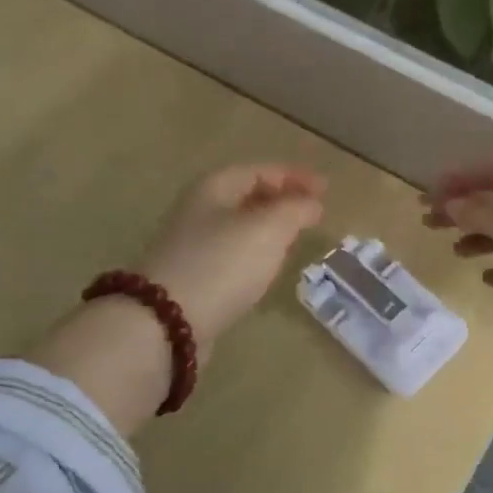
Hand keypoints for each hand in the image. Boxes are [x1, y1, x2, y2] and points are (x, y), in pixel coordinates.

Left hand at [134, 164, 327, 347]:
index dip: (295, 176)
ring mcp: (192, 245)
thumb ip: (296, 209)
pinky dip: (255, 253)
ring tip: (296, 237)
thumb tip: (312, 203)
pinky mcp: (192, 277)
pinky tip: (267, 267)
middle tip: (312, 212)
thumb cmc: (222, 263)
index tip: (326, 188)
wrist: (166, 322)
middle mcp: (199, 210)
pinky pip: (231, 254)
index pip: (261, 170)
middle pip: (246, 196)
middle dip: (282, 200)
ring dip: (269, 227)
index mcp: (214, 187)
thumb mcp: (269, 228)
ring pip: (239, 226)